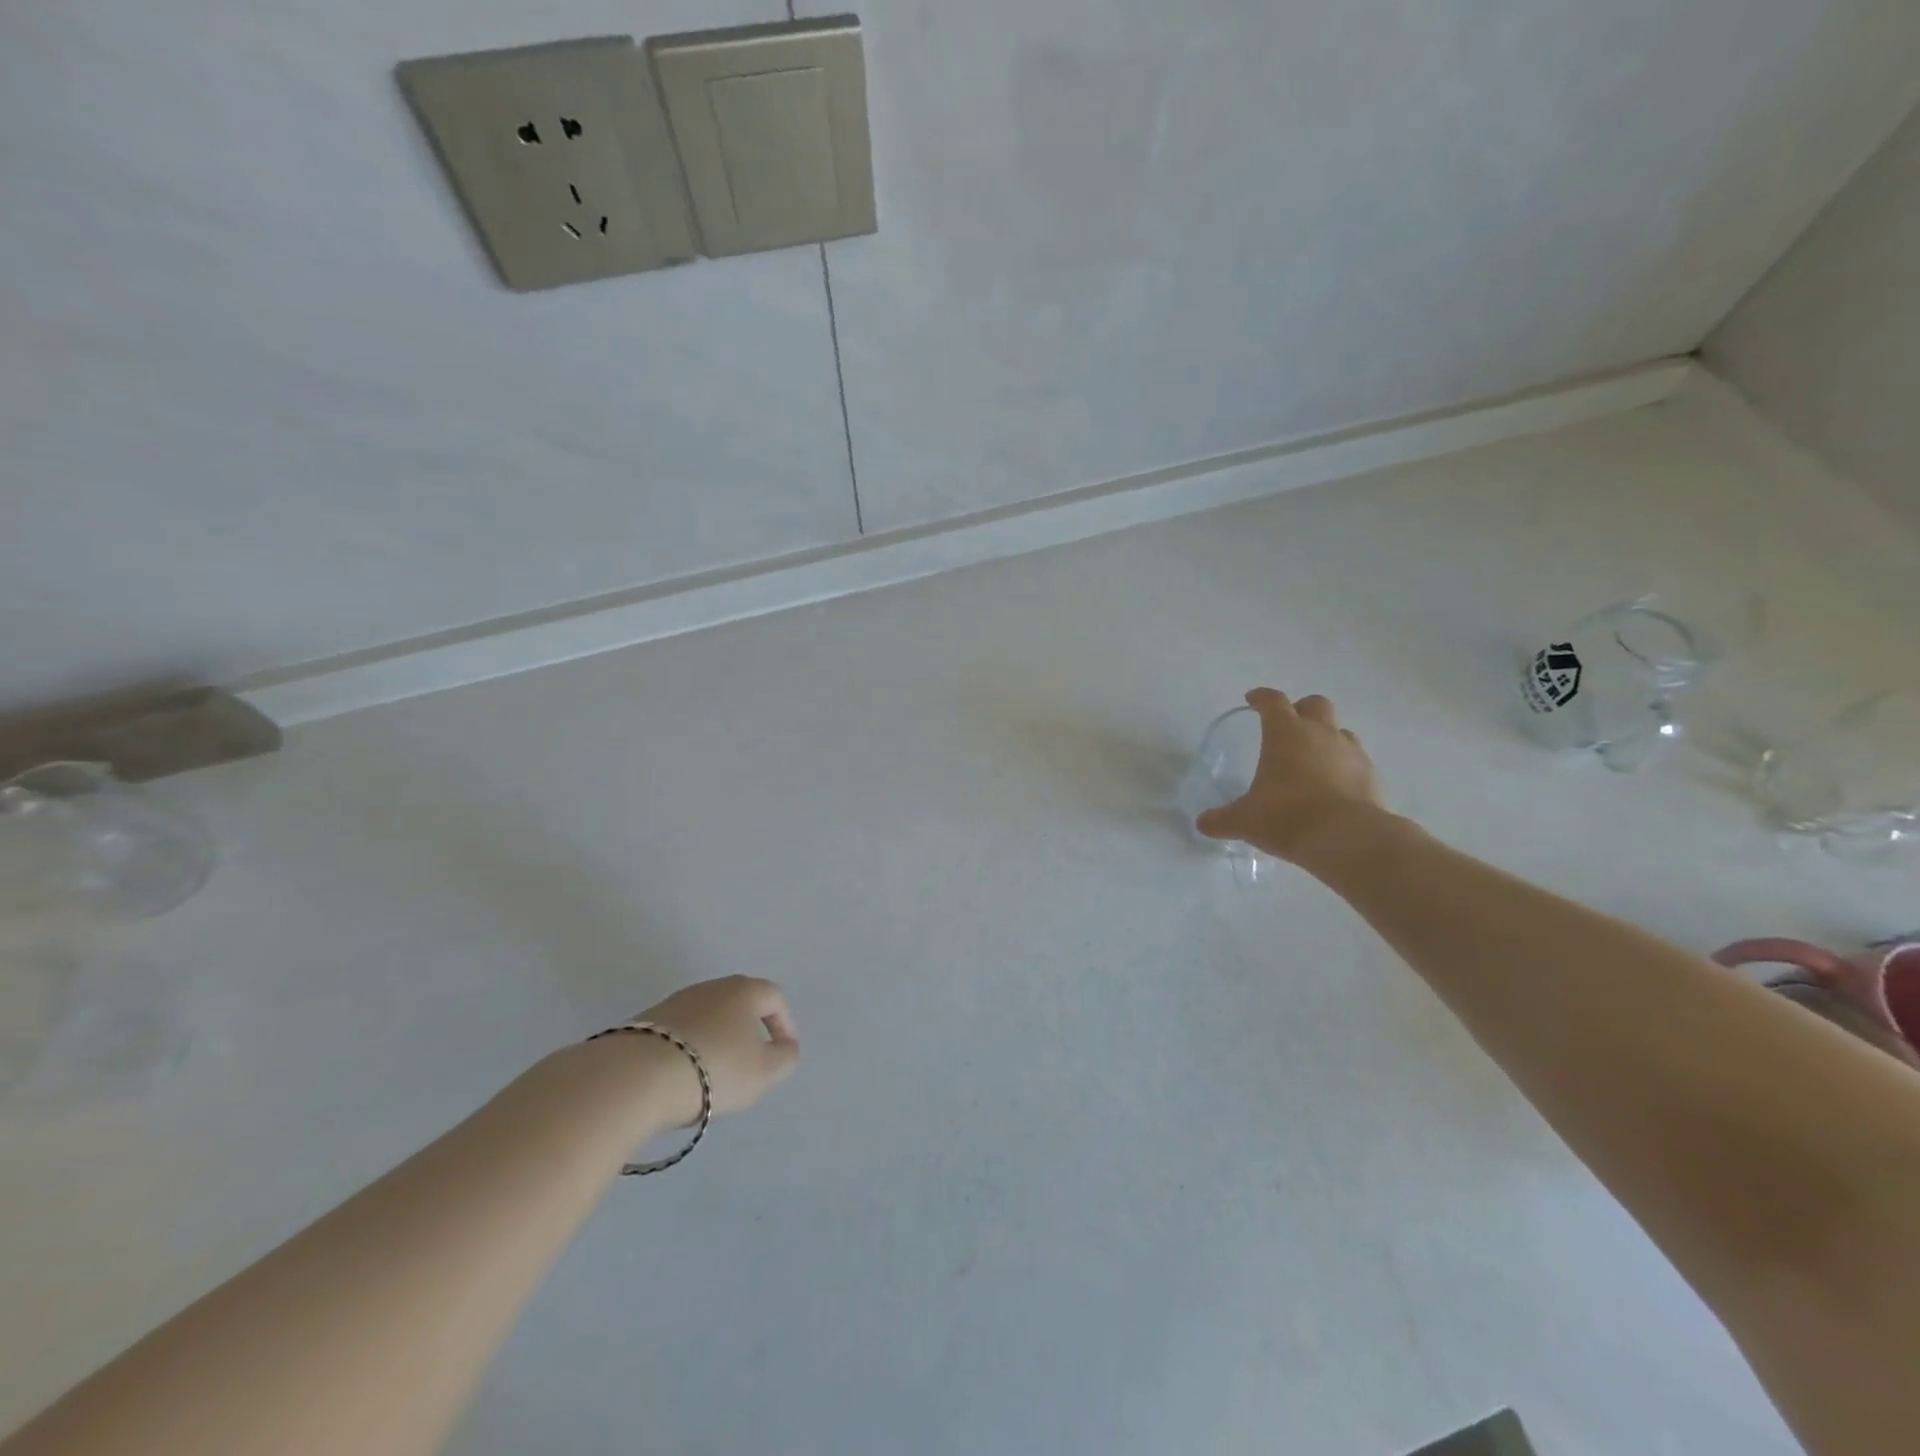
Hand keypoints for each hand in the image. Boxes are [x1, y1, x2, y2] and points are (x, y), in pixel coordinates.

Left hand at [631, 975, 800, 1122]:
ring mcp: (675, 1002)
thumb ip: (785, 1058)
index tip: (783, 1052)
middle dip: (749, 1030)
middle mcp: (711, 987)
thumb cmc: (714, 1069)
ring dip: (717, 1039)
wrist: (635, 1077)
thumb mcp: (764, 1072)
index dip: (784, 1024)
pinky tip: (682, 1076)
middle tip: (751, 1062)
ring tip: (714, 1074)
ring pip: (708, 1016)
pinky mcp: (645, 1021)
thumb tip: (785, 1048)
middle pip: (739, 1003)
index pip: (774, 997)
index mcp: (744, 990)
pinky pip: (679, 1032)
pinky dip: (688, 1049)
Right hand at [1194, 689, 1382, 862]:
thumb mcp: (1244, 820)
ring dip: (1326, 737)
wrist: (1348, 839)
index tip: (1252, 699)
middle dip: (1301, 710)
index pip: (1273, 701)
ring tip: (1312, 759)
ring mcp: (1351, 752)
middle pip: (1315, 704)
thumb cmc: (1287, 817)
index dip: (1261, 697)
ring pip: (1340, 730)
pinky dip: (1343, 765)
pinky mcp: (1371, 775)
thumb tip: (1203, 823)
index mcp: (1285, 733)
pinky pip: (1355, 760)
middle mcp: (1320, 733)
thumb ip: (1222, 819)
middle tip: (1288, 726)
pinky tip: (1333, 785)